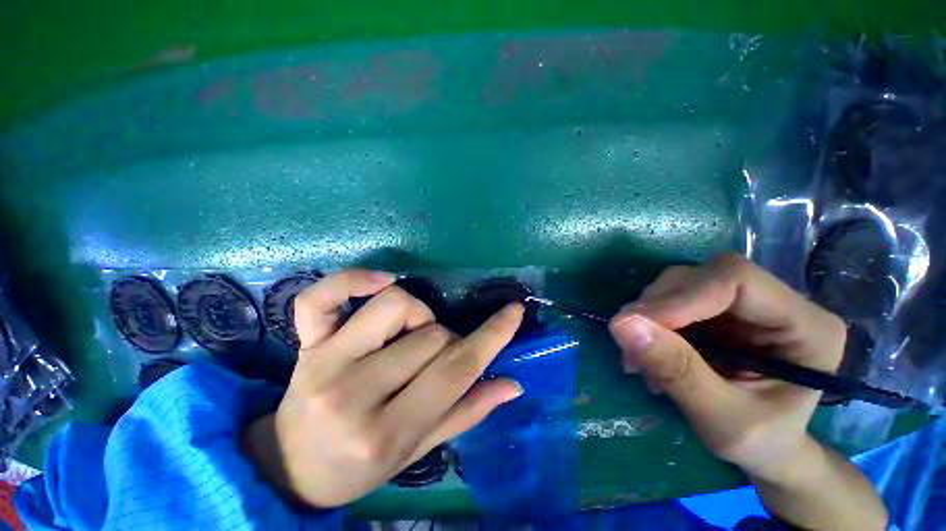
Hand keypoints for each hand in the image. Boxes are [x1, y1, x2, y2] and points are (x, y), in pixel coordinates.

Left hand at [244, 270, 523, 507]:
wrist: (291, 467)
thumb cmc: (358, 468)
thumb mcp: (417, 451)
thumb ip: (466, 412)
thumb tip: (512, 384)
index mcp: (386, 431)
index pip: (455, 371)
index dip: (492, 337)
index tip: (514, 312)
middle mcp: (353, 393)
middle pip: (429, 336)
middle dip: (446, 340)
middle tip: (438, 356)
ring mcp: (324, 361)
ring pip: (393, 304)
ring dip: (416, 313)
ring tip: (410, 333)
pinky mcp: (304, 343)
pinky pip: (323, 296)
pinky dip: (353, 279)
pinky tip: (381, 281)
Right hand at [609, 254, 885, 530]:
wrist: (767, 450)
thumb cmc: (760, 443)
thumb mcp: (721, 420)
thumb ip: (677, 371)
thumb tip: (619, 324)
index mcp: (806, 326)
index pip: (736, 281)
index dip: (681, 298)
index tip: (634, 325)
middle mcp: (777, 302)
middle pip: (702, 277)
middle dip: (657, 309)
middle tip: (629, 348)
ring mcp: (744, 304)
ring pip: (680, 284)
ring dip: (648, 316)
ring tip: (638, 359)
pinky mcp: (717, 311)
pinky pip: (670, 300)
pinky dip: (649, 323)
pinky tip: (648, 353)